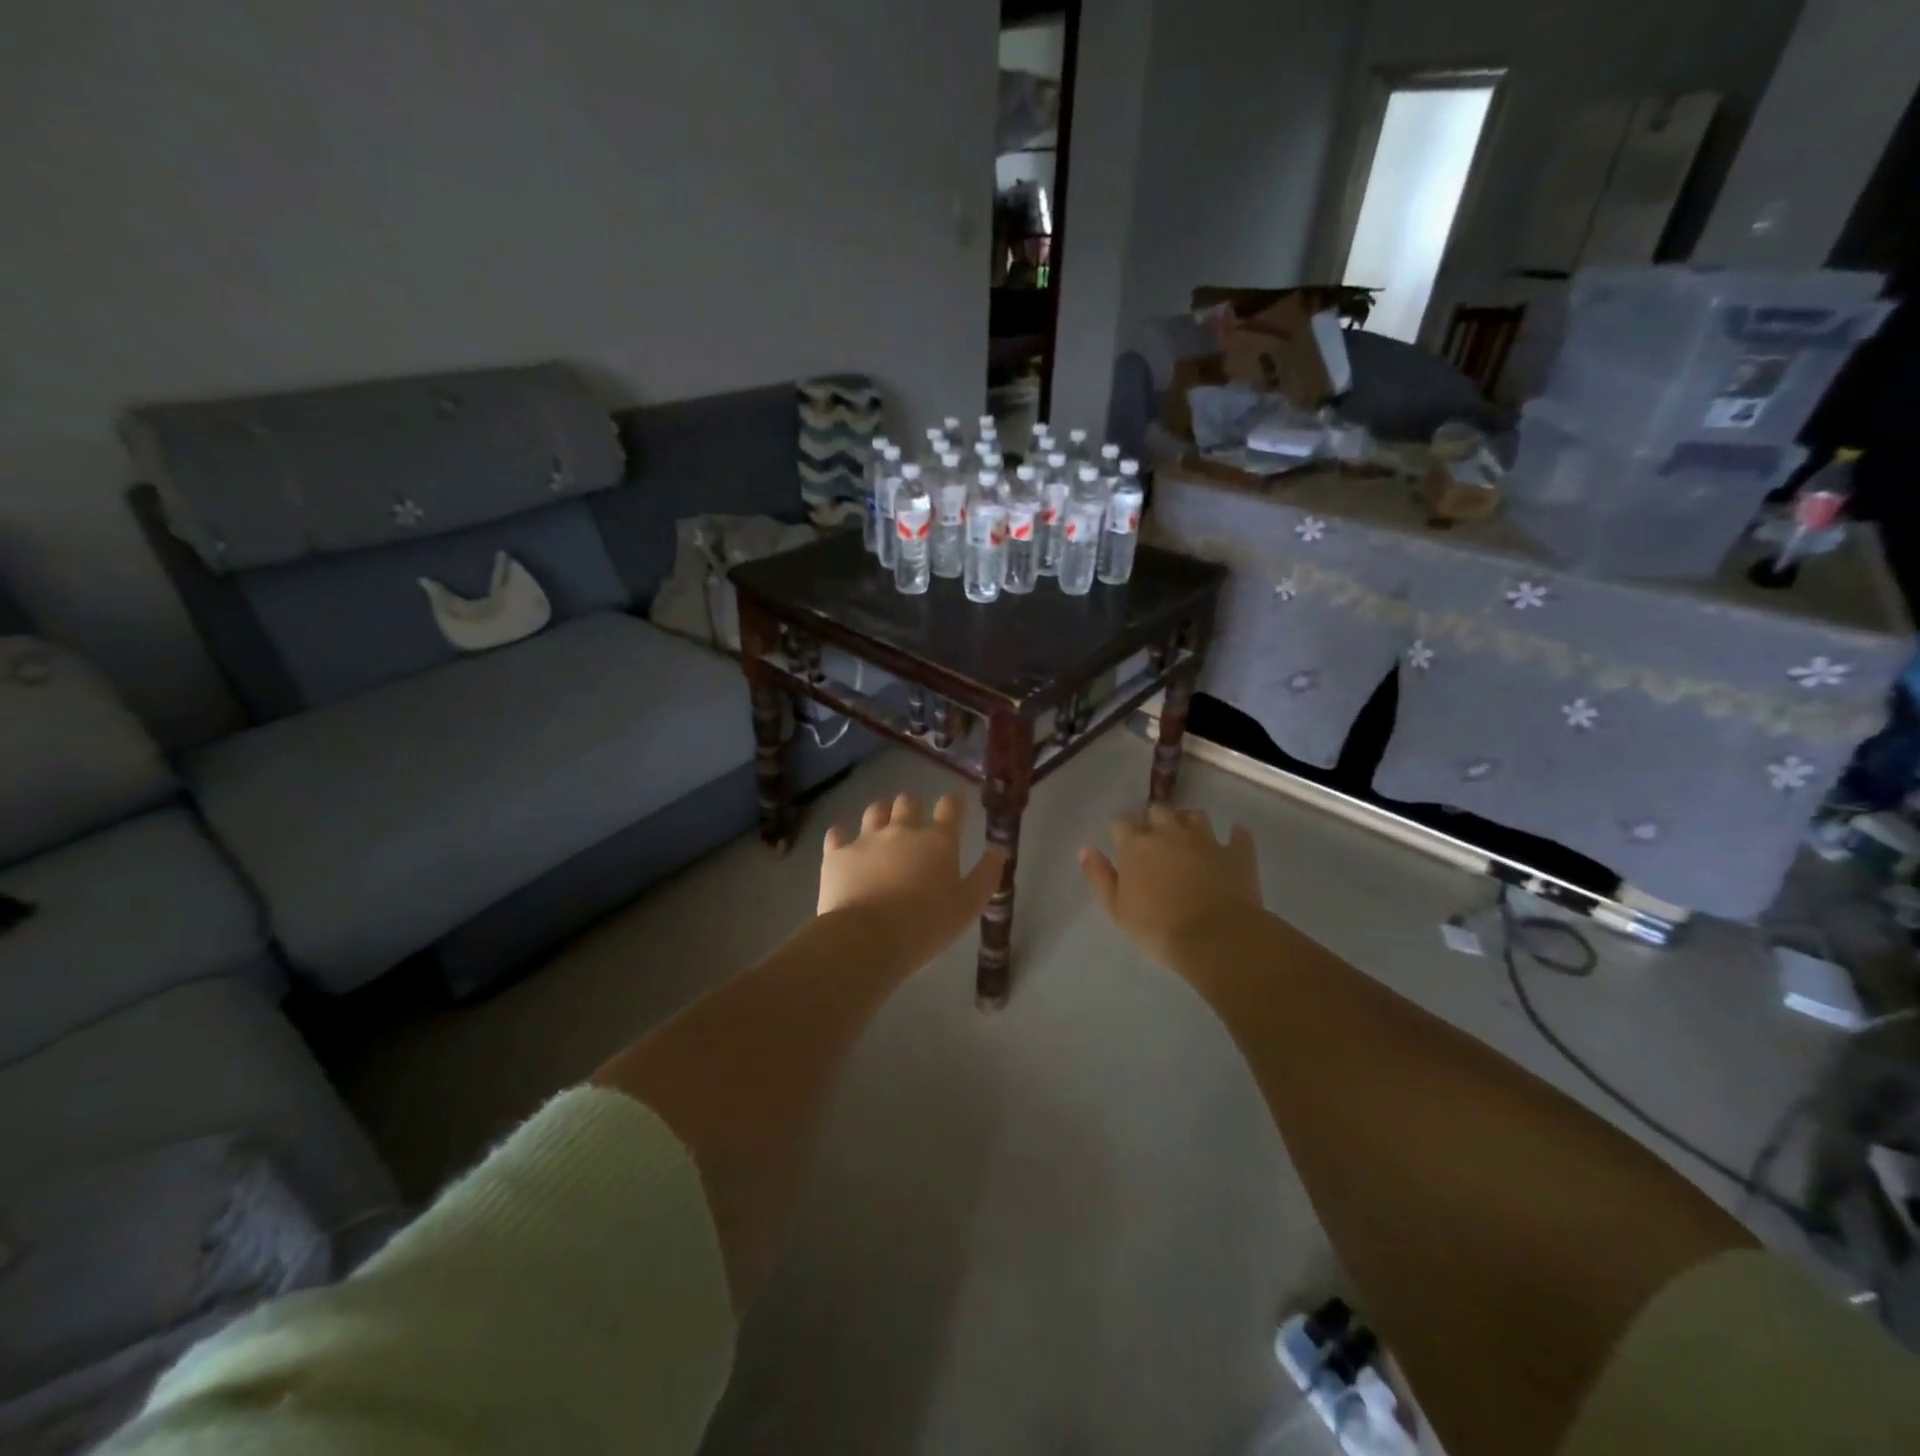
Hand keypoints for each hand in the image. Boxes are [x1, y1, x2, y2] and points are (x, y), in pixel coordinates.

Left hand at [820, 793, 1006, 968]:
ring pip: (874, 810)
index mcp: (938, 841)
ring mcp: (867, 838)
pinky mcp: (837, 853)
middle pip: (908, 801)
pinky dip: (842, 836)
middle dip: (912, 806)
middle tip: (914, 821)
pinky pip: (837, 834)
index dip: (954, 801)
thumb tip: (998, 850)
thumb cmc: (927, 924)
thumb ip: (986, 875)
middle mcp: (903, 830)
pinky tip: (844, 844)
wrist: (868, 938)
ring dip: (880, 814)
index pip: (950, 806)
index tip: (955, 802)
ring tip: (881, 827)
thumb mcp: (968, 905)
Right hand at [1080, 804, 1264, 966]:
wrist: (1216, 939)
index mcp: (1136, 845)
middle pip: (1157, 810)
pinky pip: (1238, 834)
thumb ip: (1099, 875)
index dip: (1122, 830)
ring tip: (1188, 837)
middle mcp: (1169, 832)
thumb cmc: (1158, 928)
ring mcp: (1206, 839)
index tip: (1123, 843)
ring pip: (1195, 815)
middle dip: (1154, 820)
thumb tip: (1086, 849)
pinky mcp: (1237, 852)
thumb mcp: (1116, 908)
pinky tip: (1232, 841)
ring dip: (1188, 822)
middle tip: (1154, 840)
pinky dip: (1234, 836)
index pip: (1122, 822)